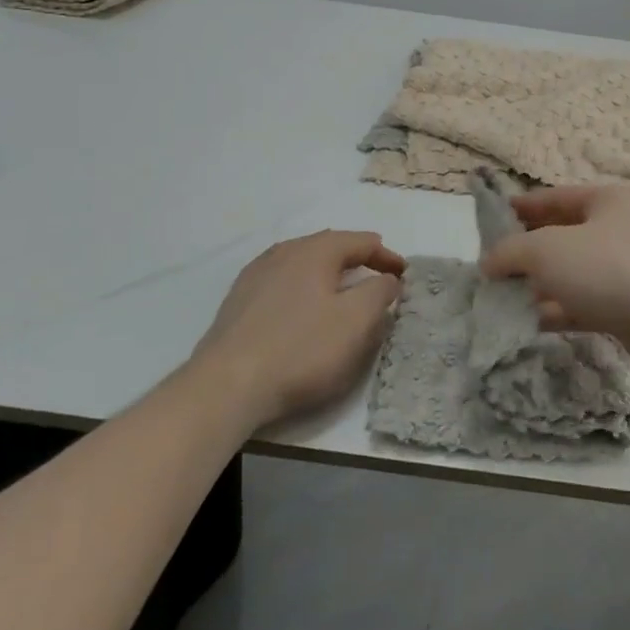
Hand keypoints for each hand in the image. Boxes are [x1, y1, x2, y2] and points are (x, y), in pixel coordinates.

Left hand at [194, 230, 405, 427]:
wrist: (225, 387)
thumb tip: (387, 278)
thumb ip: (379, 292)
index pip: (362, 242)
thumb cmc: (300, 350)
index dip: (388, 257)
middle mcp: (284, 252)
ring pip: (303, 263)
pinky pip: (282, 283)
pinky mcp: (238, 301)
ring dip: (328, 274)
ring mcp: (256, 274)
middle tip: (377, 279)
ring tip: (342, 293)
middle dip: (358, 260)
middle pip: (331, 247)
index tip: (404, 277)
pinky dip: (303, 289)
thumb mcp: (356, 322)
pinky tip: (302, 310)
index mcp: (316, 250)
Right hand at [479, 185, 629, 381]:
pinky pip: (578, 306)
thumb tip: (487, 263)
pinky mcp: (622, 308)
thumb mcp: (548, 249)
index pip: (550, 198)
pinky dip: (553, 312)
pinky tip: (523, 324)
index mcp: (601, 201)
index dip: (516, 209)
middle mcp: (611, 231)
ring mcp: (618, 271)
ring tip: (496, 300)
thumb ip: (511, 252)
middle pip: (557, 237)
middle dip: (522, 254)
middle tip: (486, 270)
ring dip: (534, 287)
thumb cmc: (609, 267)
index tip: (485, 225)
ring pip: (566, 275)